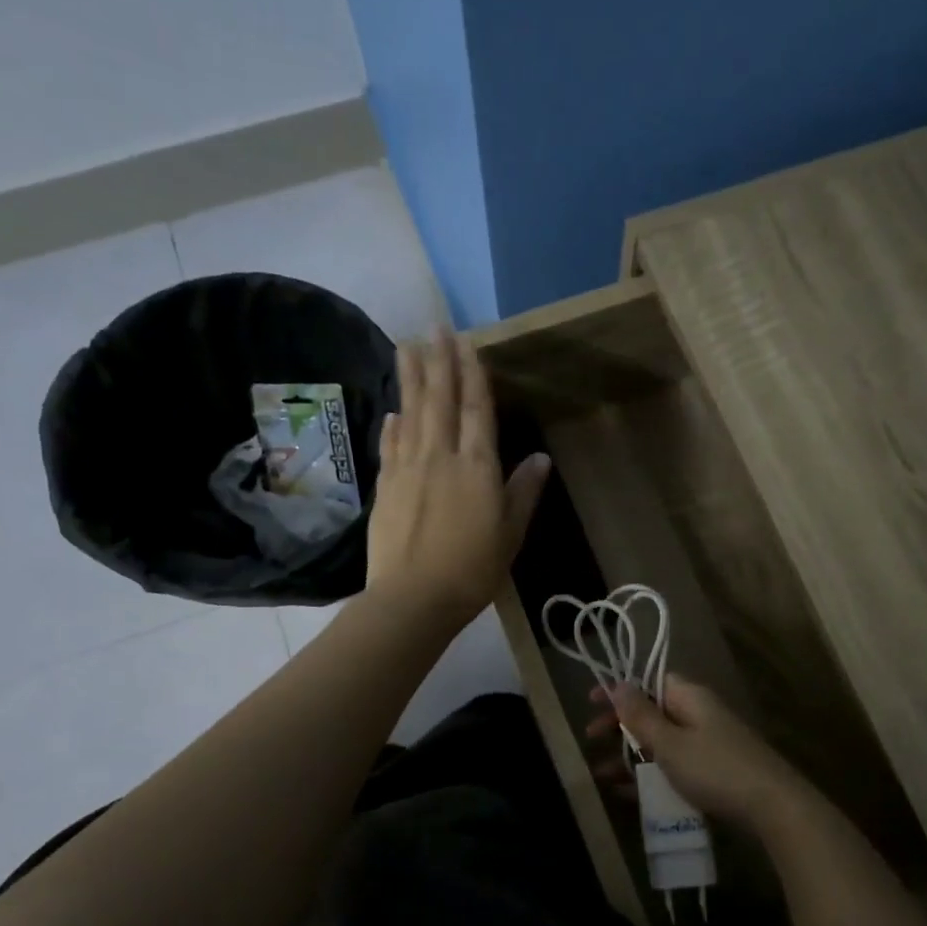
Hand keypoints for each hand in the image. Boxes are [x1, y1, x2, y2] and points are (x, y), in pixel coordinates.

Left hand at [365, 327, 549, 629]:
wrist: (413, 598)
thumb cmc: (472, 569)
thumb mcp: (510, 533)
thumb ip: (523, 491)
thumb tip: (540, 458)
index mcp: (476, 466)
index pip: (476, 409)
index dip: (472, 373)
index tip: (466, 341)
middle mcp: (440, 456)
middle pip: (440, 400)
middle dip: (439, 361)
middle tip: (433, 327)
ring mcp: (408, 469)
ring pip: (411, 414)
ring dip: (411, 379)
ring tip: (408, 347)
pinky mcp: (386, 487)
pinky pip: (390, 446)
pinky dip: (393, 425)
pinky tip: (393, 411)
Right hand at [587, 674, 819, 831]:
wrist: (774, 808)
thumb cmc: (715, 769)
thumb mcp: (670, 743)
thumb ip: (641, 716)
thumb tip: (618, 683)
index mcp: (690, 698)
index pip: (650, 681)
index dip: (620, 690)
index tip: (591, 702)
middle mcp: (699, 715)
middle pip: (652, 713)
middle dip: (620, 726)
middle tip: (591, 739)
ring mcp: (708, 746)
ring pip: (660, 744)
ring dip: (630, 756)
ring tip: (600, 774)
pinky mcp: (713, 774)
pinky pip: (673, 768)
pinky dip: (650, 776)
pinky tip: (626, 794)